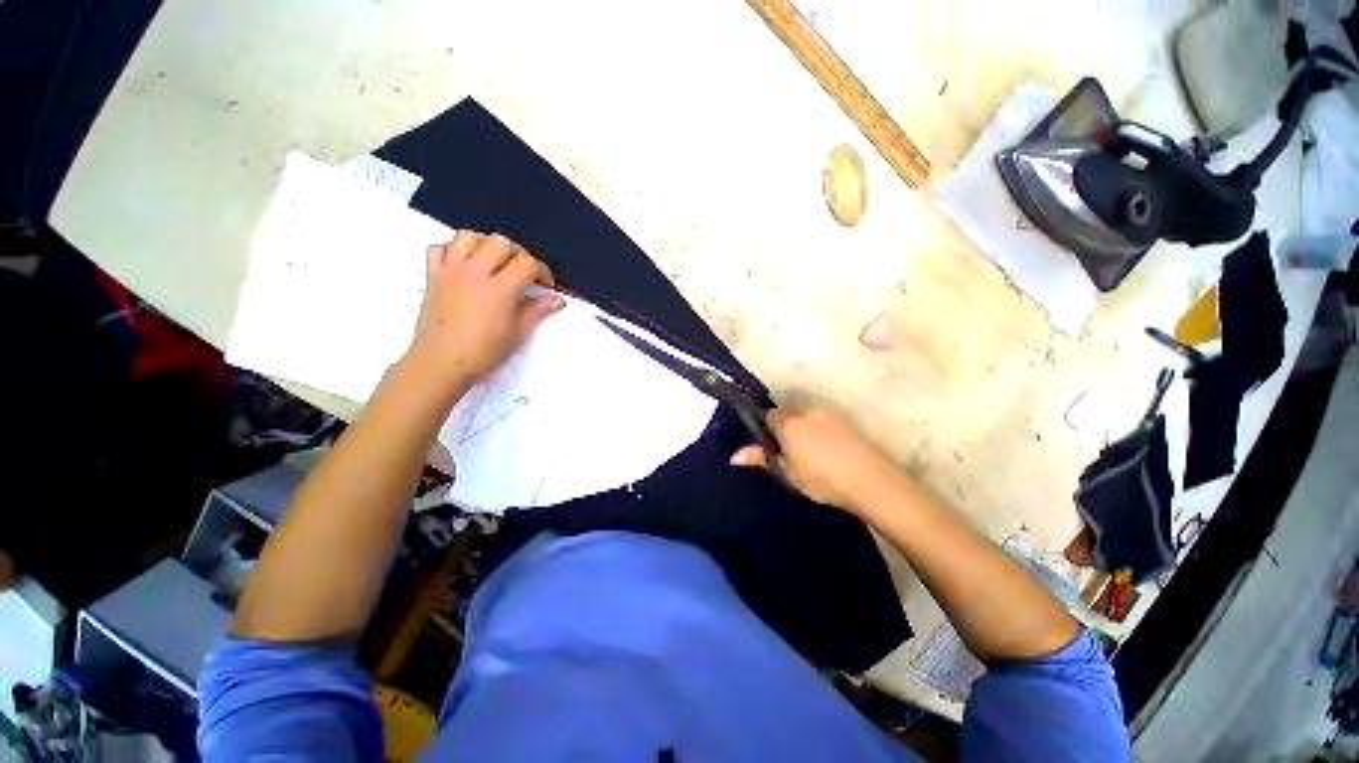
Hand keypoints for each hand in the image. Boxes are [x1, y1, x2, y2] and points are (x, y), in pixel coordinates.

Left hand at [406, 231, 562, 394]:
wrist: (440, 363)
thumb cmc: (483, 352)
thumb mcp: (518, 333)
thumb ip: (538, 311)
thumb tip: (558, 300)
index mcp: (499, 288)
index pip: (527, 263)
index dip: (542, 271)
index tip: (546, 285)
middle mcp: (475, 272)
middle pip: (500, 243)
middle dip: (518, 253)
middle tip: (523, 272)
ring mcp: (451, 271)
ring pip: (468, 237)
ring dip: (486, 244)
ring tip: (494, 261)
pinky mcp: (432, 276)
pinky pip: (438, 248)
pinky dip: (452, 250)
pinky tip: (463, 264)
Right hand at [730, 408, 900, 513]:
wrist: (869, 480)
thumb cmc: (821, 479)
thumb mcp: (786, 472)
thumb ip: (760, 458)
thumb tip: (733, 456)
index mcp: (787, 422)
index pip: (767, 416)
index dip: (766, 430)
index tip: (771, 448)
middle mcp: (805, 411)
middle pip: (786, 415)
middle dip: (784, 429)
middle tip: (789, 455)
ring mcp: (827, 414)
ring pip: (805, 418)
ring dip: (802, 430)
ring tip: (810, 456)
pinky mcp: (844, 421)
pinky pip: (822, 422)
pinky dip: (819, 432)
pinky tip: (827, 453)